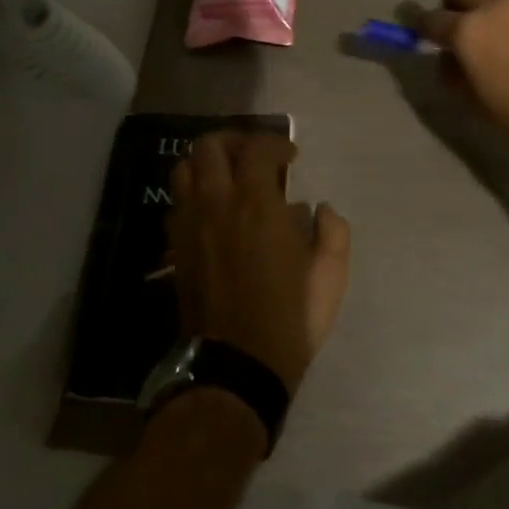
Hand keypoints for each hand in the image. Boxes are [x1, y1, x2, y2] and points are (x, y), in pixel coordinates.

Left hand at [169, 132, 350, 394]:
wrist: (236, 366)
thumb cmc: (289, 321)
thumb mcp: (329, 278)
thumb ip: (333, 233)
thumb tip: (320, 209)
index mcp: (256, 206)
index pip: (256, 149)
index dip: (276, 143)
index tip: (291, 158)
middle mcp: (216, 205)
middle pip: (208, 147)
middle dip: (235, 141)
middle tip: (256, 158)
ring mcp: (189, 225)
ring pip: (183, 169)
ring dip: (208, 163)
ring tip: (231, 178)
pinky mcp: (175, 248)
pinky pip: (177, 202)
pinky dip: (194, 192)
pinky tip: (215, 211)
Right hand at [414, 0, 508, 154]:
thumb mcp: (480, 103)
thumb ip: (458, 75)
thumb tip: (450, 60)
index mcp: (469, 31)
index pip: (430, 19)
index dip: (418, 21)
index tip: (413, 22)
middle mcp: (497, 4)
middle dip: (456, 0)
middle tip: (467, 23)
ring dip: (502, 9)